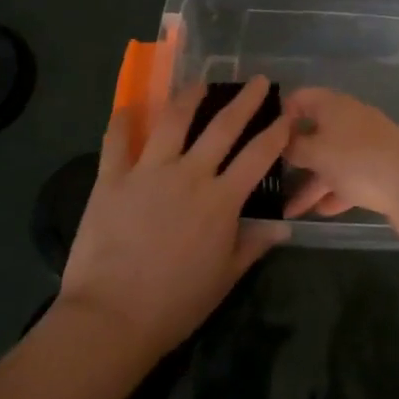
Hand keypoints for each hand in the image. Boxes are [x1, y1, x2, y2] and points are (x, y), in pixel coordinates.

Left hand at [58, 76, 289, 360]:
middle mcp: (189, 174)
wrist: (111, 318)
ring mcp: (149, 172)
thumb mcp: (224, 279)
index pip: (258, 156)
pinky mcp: (113, 178)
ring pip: (173, 120)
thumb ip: (253, 245)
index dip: (276, 133)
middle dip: (244, 101)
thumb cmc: (175, 305)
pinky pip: (117, 140)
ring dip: (189, 97)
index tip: (287, 115)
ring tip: (199, 84)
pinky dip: (123, 121)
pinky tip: (130, 107)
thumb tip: (283, 226)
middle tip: (258, 81)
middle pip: (223, 127)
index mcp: (221, 200)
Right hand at [280, 87, 398, 244]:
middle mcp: (350, 120)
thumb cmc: (358, 161)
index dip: (281, 113)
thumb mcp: (317, 152)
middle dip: (293, 154)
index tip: (262, 137)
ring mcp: (366, 146)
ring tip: (287, 207)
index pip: (301, 98)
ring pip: (330, 159)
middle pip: (315, 131)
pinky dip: (332, 192)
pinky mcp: (378, 171)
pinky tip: (316, 212)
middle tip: (268, 174)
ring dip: (310, 181)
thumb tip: (281, 140)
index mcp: (334, 105)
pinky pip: (348, 179)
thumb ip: (294, 147)